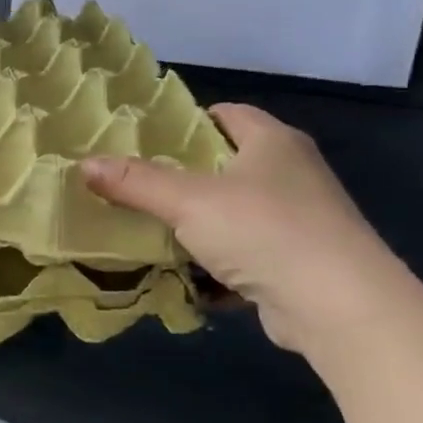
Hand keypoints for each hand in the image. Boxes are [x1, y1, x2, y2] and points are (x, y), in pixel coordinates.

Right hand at [83, 104, 413, 354]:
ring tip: (145, 231)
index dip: (186, 122)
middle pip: (224, 166)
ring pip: (231, 214)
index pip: (227, 115)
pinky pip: (242, 255)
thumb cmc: (264, 231)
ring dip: (194, 226)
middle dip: (180, 178)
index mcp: (273, 142)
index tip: (143, 140)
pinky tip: (180, 276)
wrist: (338, 307)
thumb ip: (136, 182)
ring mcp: (297, 221)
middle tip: (132, 186)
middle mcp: (291, 174)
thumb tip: (84, 164)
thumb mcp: (188, 201)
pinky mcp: (295, 264)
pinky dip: (213, 264)